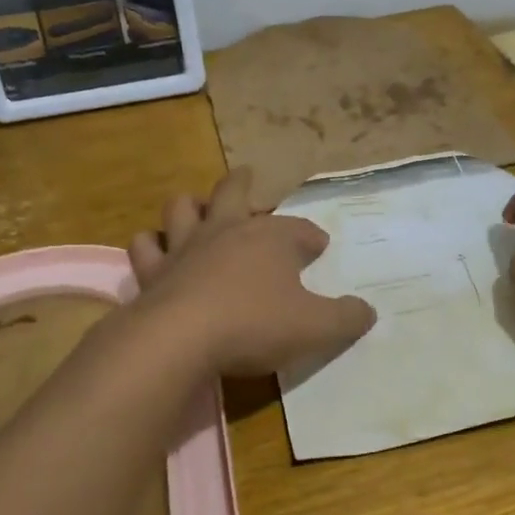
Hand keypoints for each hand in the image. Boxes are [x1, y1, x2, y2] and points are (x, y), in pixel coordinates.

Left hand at [128, 169, 376, 375]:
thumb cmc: (255, 325)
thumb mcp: (316, 328)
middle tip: (247, 176)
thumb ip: (346, 318)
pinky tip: (156, 252)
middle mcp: (225, 231)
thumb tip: (368, 311)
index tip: (318, 246)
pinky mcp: (152, 271)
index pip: (299, 230)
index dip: (311, 237)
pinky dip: (152, 246)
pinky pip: (147, 247)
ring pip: (182, 208)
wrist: (182, 338)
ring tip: (195, 210)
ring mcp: (184, 248)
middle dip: (243, 184)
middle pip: (233, 192)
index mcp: (270, 239)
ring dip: (190, 207)